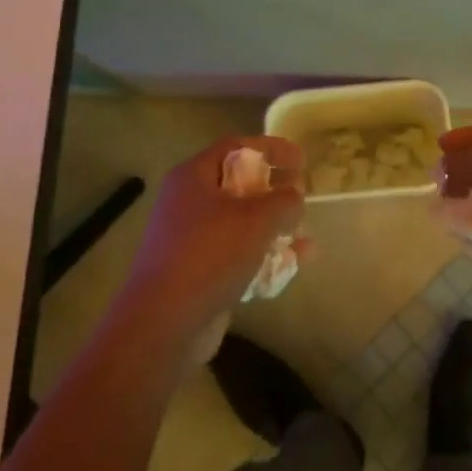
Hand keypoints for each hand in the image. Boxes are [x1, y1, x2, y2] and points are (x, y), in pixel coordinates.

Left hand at [124, 135, 303, 333]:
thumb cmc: (209, 256)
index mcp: (194, 177)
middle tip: (303, 196)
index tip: (301, 159)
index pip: (236, 147)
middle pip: (240, 184)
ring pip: (242, 222)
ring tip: (306, 237)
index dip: (271, 148)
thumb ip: (284, 201)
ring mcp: (192, 239)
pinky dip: (264, 255)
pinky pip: (237, 253)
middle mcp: (189, 202)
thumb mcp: (256, 220)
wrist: (164, 323)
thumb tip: (295, 195)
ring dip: (275, 227)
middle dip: (276, 191)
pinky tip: (295, 265)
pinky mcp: (199, 271)